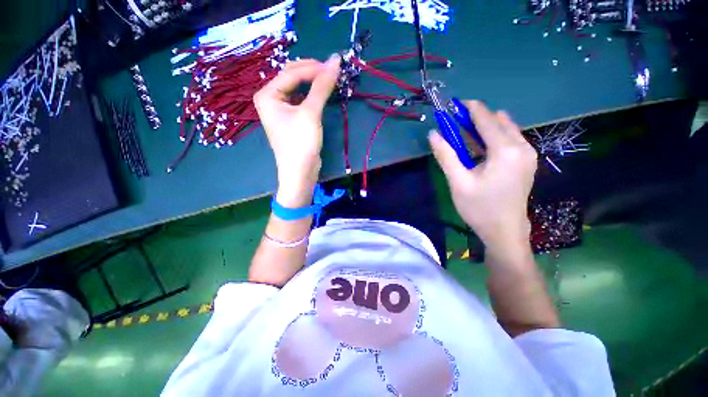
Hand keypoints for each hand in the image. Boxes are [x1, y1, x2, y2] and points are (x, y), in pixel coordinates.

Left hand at [254, 55, 340, 206]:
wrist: (300, 172)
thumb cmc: (300, 143)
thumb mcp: (310, 113)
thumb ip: (322, 86)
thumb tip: (335, 60)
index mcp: (267, 94)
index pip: (292, 73)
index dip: (313, 68)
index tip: (335, 66)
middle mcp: (271, 99)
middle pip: (292, 77)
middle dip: (312, 72)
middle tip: (333, 72)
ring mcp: (281, 109)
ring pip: (298, 88)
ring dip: (314, 83)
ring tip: (330, 80)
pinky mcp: (291, 119)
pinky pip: (301, 100)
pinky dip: (313, 95)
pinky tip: (322, 94)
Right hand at [429, 101, 536, 261]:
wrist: (505, 231)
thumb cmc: (479, 208)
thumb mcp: (458, 182)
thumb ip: (446, 155)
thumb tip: (433, 134)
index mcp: (507, 151)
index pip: (487, 119)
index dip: (469, 108)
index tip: (454, 104)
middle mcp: (522, 147)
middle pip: (498, 121)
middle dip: (476, 118)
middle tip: (454, 125)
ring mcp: (528, 154)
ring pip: (505, 129)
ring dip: (484, 128)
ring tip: (463, 138)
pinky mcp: (526, 162)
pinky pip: (509, 140)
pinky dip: (492, 138)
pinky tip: (478, 150)